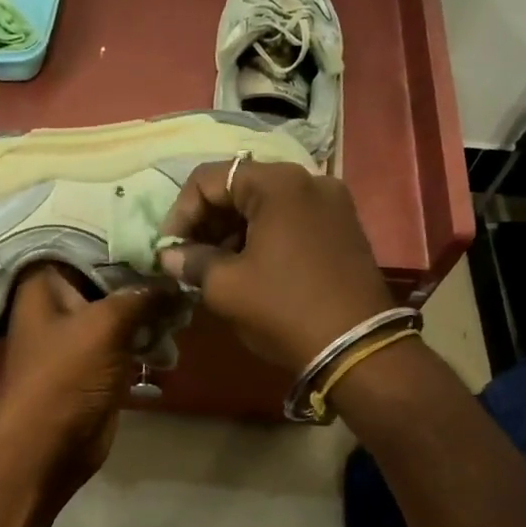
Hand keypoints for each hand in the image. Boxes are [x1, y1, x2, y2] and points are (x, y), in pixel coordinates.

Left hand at [0, 264, 178, 503]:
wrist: (48, 447)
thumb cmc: (67, 377)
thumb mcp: (105, 325)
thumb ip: (143, 296)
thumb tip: (176, 280)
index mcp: (45, 284)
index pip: (87, 245)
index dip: (124, 241)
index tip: (164, 235)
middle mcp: (58, 303)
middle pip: (108, 279)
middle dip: (145, 281)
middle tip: (184, 273)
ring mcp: (77, 335)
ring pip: (121, 312)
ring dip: (152, 313)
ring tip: (185, 310)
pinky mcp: (95, 364)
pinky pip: (126, 341)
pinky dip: (147, 340)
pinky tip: (174, 339)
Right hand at [157, 160, 393, 372]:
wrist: (356, 347)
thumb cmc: (284, 308)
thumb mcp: (225, 286)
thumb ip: (191, 261)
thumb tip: (169, 256)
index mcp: (278, 183)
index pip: (208, 179)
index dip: (180, 213)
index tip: (168, 249)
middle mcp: (308, 180)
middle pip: (239, 187)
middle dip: (207, 221)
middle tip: (188, 258)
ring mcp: (332, 203)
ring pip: (265, 204)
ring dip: (232, 230)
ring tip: (214, 267)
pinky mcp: (343, 228)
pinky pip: (290, 219)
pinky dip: (262, 236)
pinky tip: (248, 268)